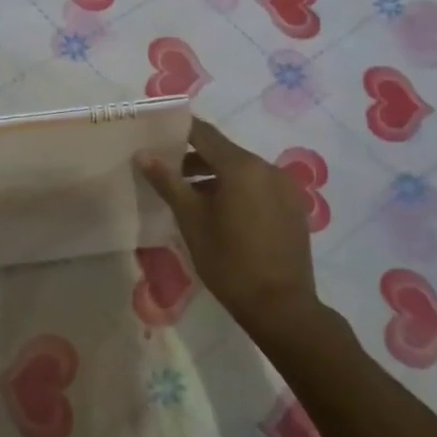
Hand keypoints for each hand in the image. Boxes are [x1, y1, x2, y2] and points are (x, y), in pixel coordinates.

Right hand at [137, 119, 319, 333]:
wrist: (280, 306)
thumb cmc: (229, 261)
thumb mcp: (191, 220)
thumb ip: (168, 182)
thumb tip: (143, 154)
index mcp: (241, 166)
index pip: (204, 133)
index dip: (178, 131)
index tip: (155, 135)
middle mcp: (267, 167)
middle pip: (223, 152)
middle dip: (193, 158)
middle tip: (165, 172)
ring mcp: (284, 187)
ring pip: (242, 171)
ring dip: (215, 176)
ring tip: (189, 197)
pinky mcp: (293, 207)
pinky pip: (258, 187)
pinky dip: (237, 190)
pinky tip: (221, 214)